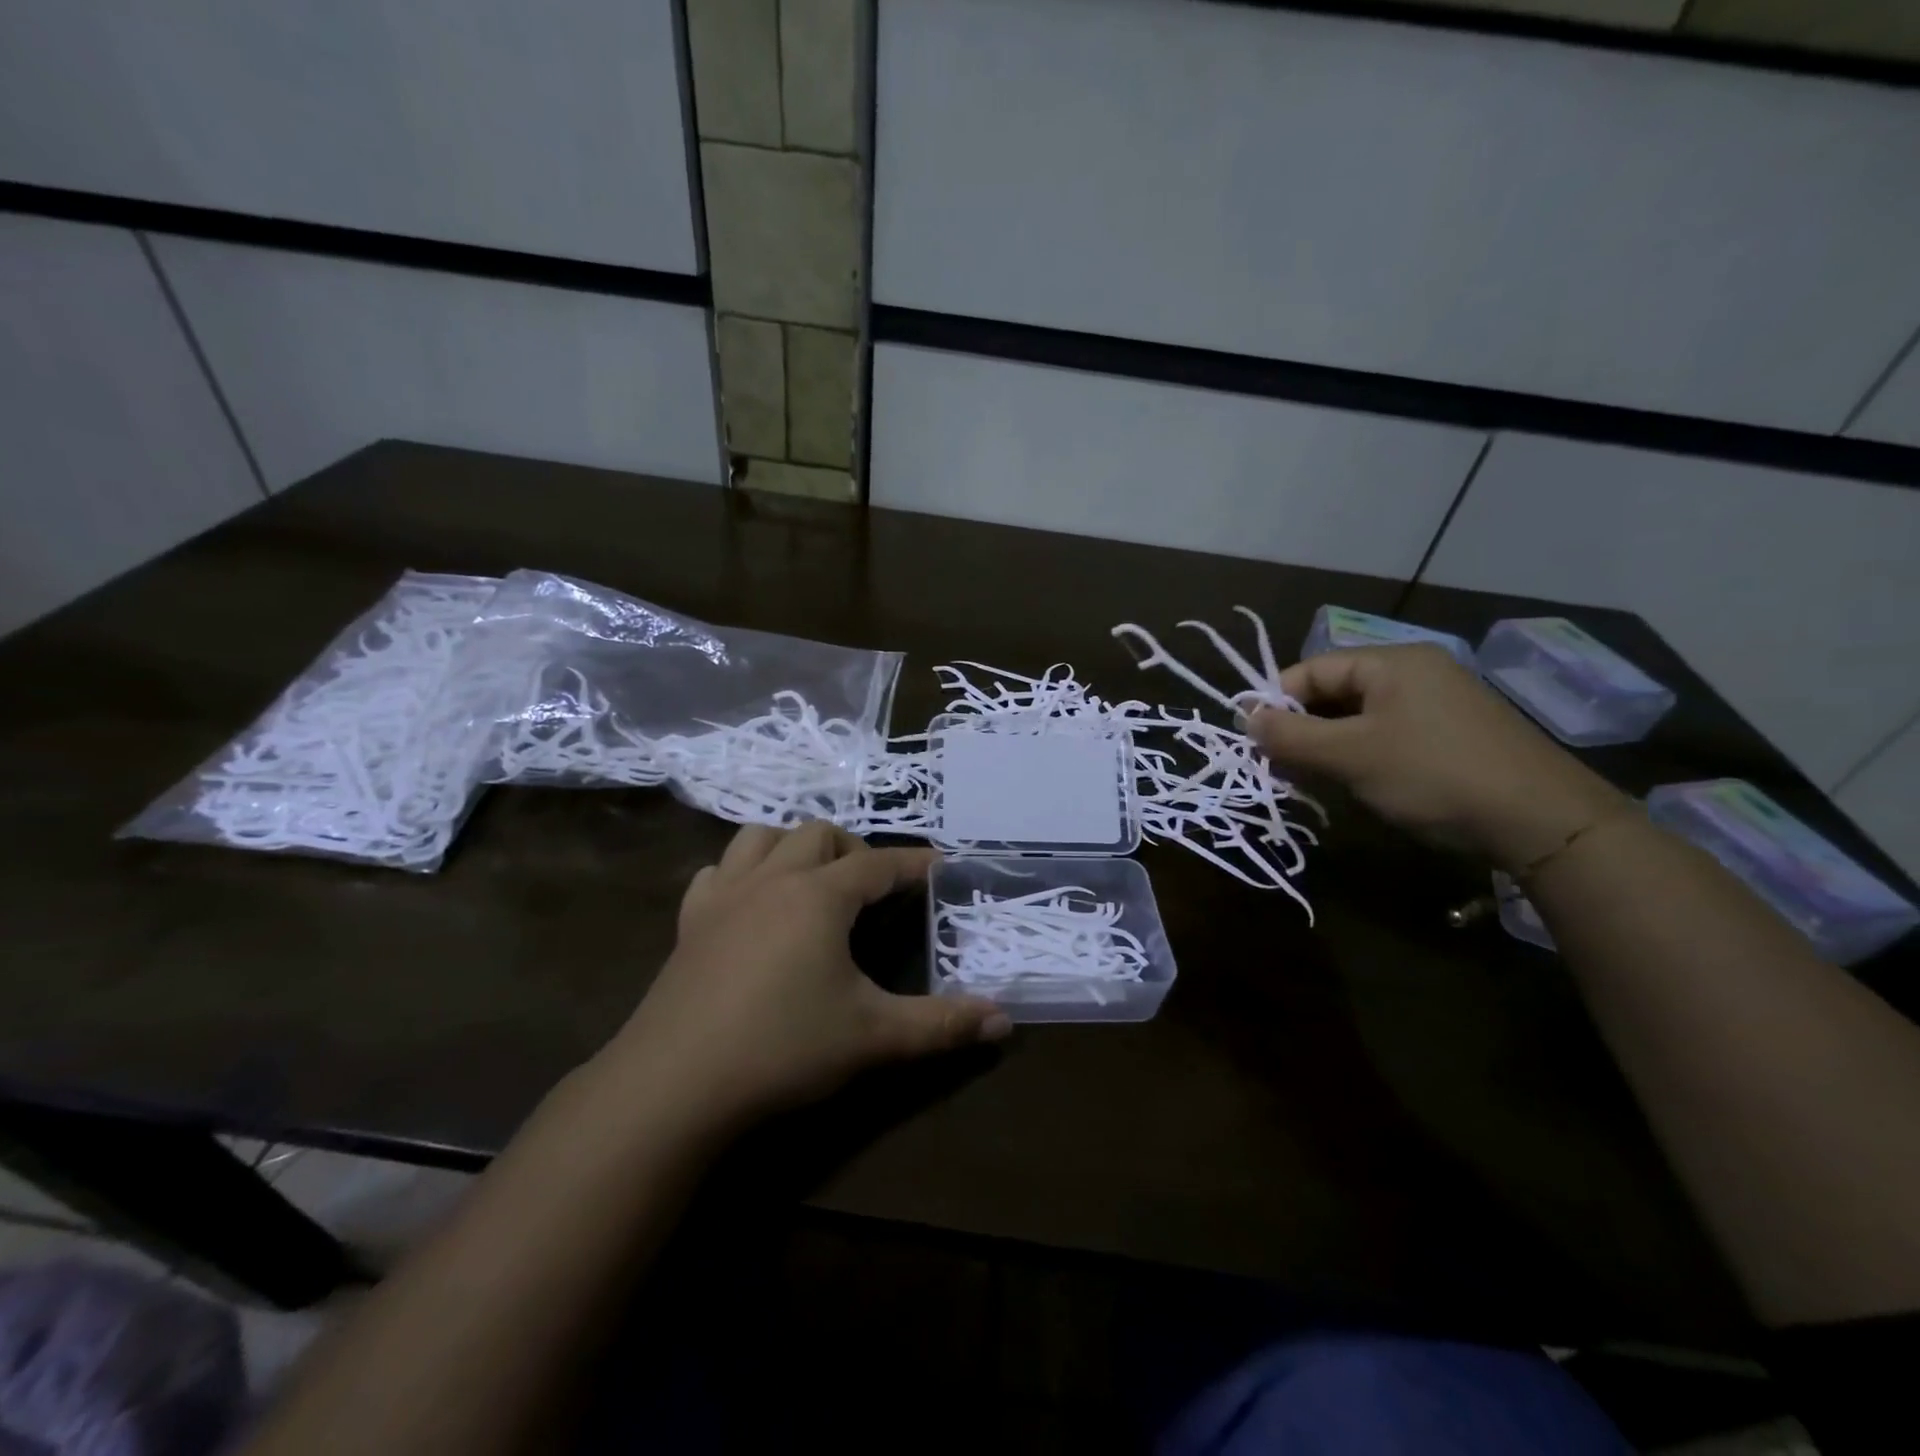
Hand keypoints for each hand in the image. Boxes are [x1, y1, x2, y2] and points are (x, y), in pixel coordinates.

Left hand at [607, 823, 1008, 1130]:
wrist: (673, 1085)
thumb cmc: (782, 1049)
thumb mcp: (873, 1037)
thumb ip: (942, 1025)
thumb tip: (1004, 1020)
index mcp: (819, 895)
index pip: (879, 864)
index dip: (914, 864)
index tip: (940, 867)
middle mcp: (772, 879)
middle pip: (819, 834)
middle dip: (854, 850)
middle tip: (873, 890)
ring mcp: (724, 897)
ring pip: (760, 838)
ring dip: (794, 847)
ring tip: (813, 882)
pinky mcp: (690, 923)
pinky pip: (717, 873)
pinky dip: (741, 873)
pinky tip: (750, 904)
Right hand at [1247, 645, 1626, 871]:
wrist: (1542, 820)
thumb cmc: (1432, 774)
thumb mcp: (1350, 755)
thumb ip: (1291, 736)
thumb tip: (1245, 719)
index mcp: (1391, 662)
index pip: (1311, 669)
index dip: (1275, 701)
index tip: (1250, 740)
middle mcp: (1415, 672)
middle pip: (1334, 691)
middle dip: (1300, 727)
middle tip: (1275, 764)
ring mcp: (1438, 702)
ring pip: (1359, 716)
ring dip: (1326, 744)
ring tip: (1306, 778)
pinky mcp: (1452, 733)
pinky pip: (1387, 733)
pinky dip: (1359, 753)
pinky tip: (1352, 782)